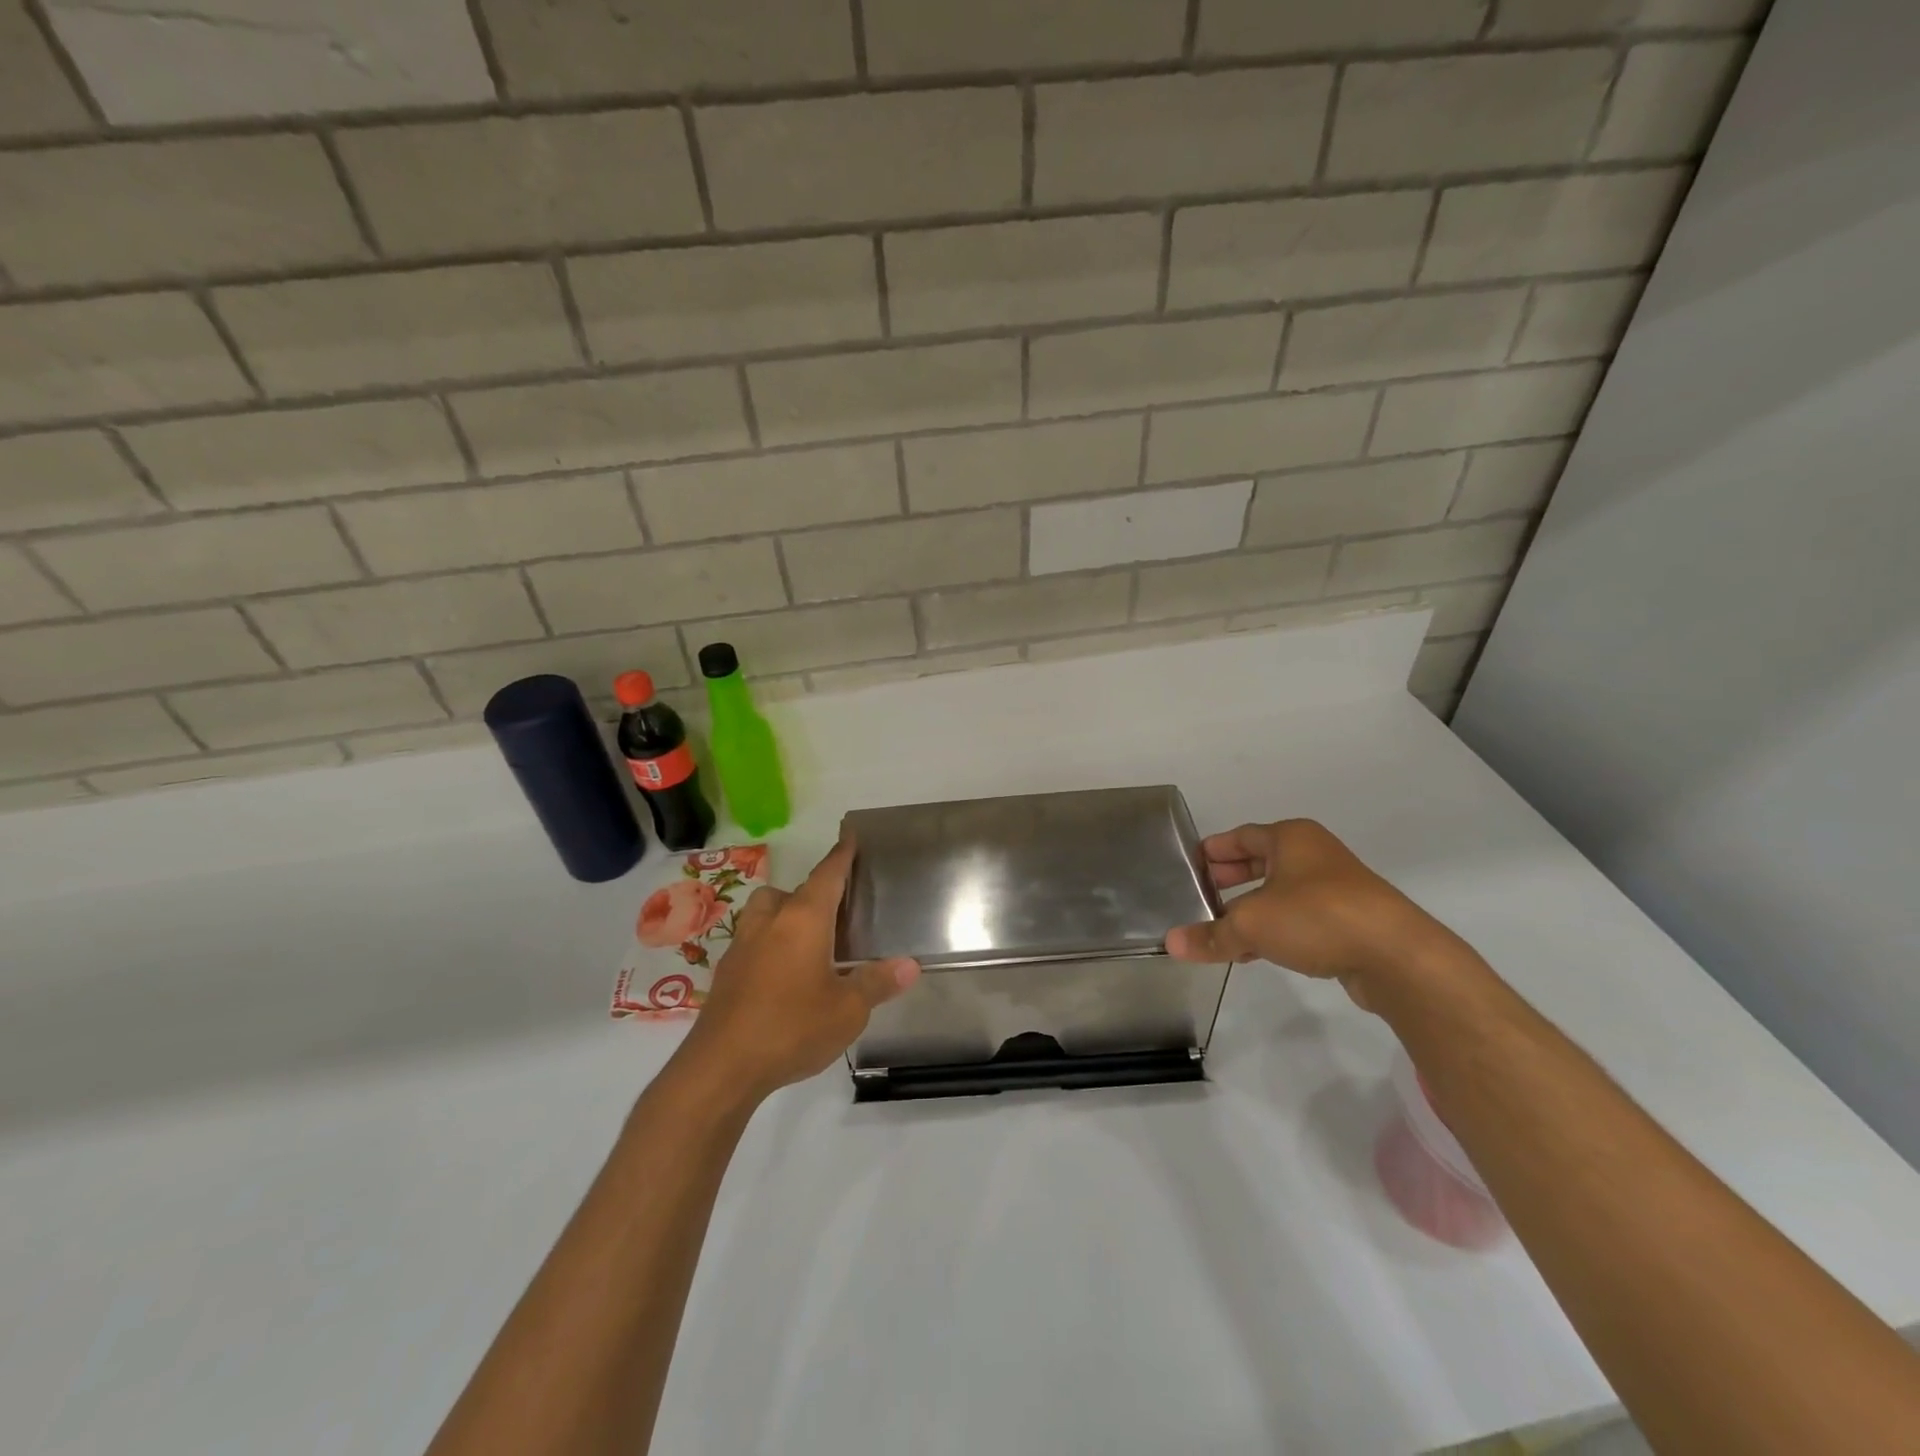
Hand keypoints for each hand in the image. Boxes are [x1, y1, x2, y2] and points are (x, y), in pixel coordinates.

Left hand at [677, 836, 919, 1100]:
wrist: (720, 1067)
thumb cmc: (791, 1028)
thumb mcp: (847, 1010)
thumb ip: (878, 983)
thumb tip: (910, 965)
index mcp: (803, 919)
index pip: (828, 875)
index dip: (842, 855)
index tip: (851, 836)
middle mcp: (770, 921)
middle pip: (793, 890)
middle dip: (816, 891)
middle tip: (840, 908)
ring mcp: (743, 945)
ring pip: (766, 911)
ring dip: (787, 912)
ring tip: (811, 938)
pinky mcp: (727, 971)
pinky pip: (754, 939)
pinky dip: (772, 941)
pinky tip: (785, 972)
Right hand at [1165, 819, 1456, 1008]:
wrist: (1397, 957)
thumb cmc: (1316, 917)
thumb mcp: (1251, 924)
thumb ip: (1210, 935)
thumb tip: (1171, 944)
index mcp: (1291, 838)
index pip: (1240, 836)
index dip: (1213, 851)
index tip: (1189, 866)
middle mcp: (1314, 855)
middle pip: (1260, 862)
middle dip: (1229, 879)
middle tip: (1200, 896)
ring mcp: (1336, 888)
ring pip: (1280, 892)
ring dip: (1250, 908)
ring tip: (1220, 929)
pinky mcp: (1350, 920)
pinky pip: (1299, 917)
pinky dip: (1275, 928)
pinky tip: (1254, 952)